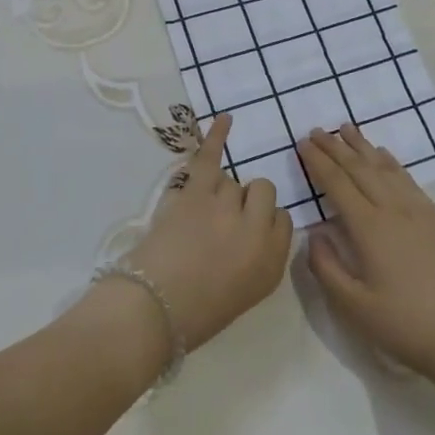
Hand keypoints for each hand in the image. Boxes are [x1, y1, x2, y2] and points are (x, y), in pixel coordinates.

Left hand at [126, 114, 293, 352]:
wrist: (150, 311)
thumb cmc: (194, 314)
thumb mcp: (244, 294)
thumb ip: (259, 259)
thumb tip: (252, 230)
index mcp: (272, 263)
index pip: (283, 222)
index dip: (263, 224)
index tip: (243, 237)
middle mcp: (257, 231)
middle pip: (263, 193)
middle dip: (246, 204)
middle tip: (220, 226)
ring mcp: (228, 208)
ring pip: (233, 182)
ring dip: (220, 194)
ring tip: (197, 220)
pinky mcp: (197, 194)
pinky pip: (211, 158)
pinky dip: (216, 137)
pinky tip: (226, 119)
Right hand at [301, 124, 434, 380]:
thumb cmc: (403, 324)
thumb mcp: (352, 306)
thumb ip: (326, 266)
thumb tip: (314, 233)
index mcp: (369, 228)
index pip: (337, 184)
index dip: (318, 162)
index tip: (303, 144)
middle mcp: (393, 210)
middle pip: (360, 168)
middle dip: (336, 147)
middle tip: (317, 130)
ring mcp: (419, 211)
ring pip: (385, 168)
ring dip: (363, 146)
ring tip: (346, 129)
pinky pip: (408, 179)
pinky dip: (391, 162)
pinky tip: (384, 155)